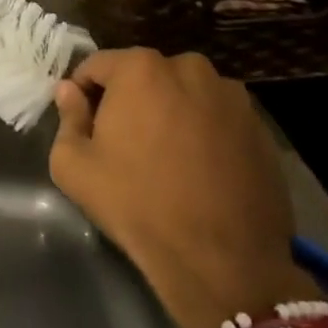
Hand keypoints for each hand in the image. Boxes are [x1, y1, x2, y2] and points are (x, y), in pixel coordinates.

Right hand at [49, 48, 315, 327]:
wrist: (222, 261)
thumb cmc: (137, 204)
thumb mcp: (74, 166)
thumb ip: (67, 118)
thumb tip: (69, 92)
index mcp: (140, 68)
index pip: (97, 65)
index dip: (83, 92)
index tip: (83, 124)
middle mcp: (189, 67)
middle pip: (144, 75)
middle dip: (130, 100)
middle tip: (124, 143)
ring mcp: (230, 95)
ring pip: (184, 94)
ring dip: (170, 112)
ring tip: (167, 158)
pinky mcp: (259, 126)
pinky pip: (216, 117)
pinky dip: (204, 132)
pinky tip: (200, 170)